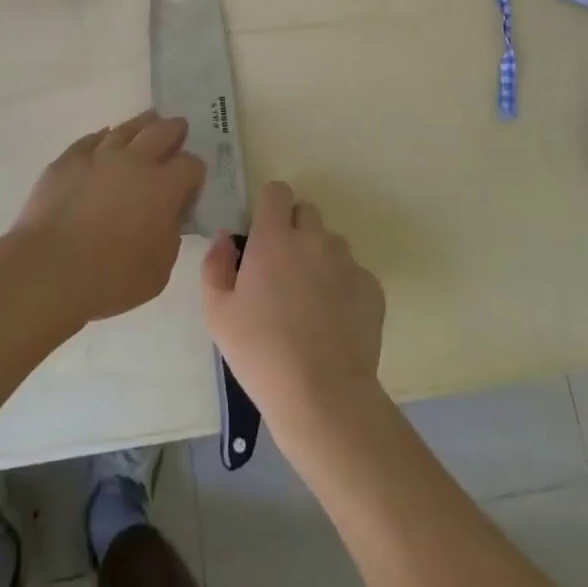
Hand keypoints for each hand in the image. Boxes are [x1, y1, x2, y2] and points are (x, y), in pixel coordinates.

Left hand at [11, 111, 203, 324]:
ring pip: (126, 128)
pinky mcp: (67, 161)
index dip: (195, 171)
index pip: (191, 165)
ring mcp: (98, 156)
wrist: (49, 269)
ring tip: (148, 121)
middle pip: (162, 132)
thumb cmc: (111, 278)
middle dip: (175, 130)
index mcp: (163, 187)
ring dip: (142, 124)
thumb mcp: (160, 269)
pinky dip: (103, 138)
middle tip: (179, 128)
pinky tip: (104, 139)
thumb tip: (167, 217)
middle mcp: (134, 161)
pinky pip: (90, 140)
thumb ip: (170, 236)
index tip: (192, 181)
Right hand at [200, 181, 385, 431]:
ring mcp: (347, 262)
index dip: (269, 207)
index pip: (277, 192)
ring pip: (331, 243)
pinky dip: (343, 286)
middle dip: (294, 230)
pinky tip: (333, 321)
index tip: (262, 233)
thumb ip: (215, 264)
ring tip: (310, 300)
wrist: (322, 395)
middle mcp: (313, 239)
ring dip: (319, 258)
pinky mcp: (372, 288)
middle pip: (306, 212)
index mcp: (274, 238)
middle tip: (283, 270)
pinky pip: (354, 273)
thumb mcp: (217, 313)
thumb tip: (226, 238)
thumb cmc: (260, 352)